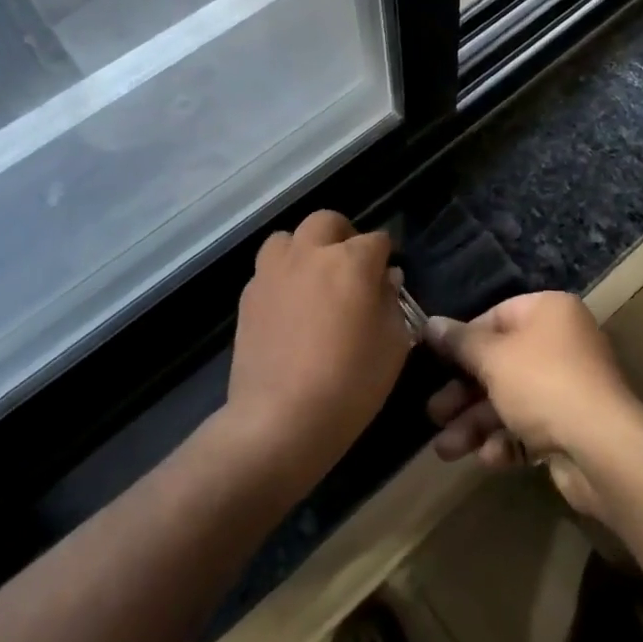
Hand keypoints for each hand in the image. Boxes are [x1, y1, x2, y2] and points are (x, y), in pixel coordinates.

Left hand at [224, 211, 411, 493]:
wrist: (280, 420)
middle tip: (350, 266)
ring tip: (312, 278)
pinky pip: (267, 269)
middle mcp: (311, 253)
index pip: (377, 240)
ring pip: (288, 237)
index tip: (388, 277)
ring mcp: (274, 271)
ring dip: (304, 248)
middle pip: (327, 222)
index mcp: (352, 261)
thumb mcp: (393, 346)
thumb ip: (392, 302)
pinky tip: (289, 306)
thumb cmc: (350, 384)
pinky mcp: (249, 295)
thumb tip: (385, 279)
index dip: (385, 256)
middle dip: (343, 236)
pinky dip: (282, 276)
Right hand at [423, 292, 642, 516]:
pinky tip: (488, 458)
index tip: (433, 361)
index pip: (496, 317)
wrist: (603, 449)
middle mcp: (561, 344)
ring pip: (510, 400)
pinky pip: (530, 428)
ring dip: (476, 424)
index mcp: (548, 313)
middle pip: (500, 363)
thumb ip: (459, 343)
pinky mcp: (572, 428)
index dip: (462, 340)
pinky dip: (507, 442)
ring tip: (445, 449)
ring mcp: (569, 388)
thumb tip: (430, 324)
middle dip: (464, 393)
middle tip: (433, 412)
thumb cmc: (542, 383)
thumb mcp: (492, 358)